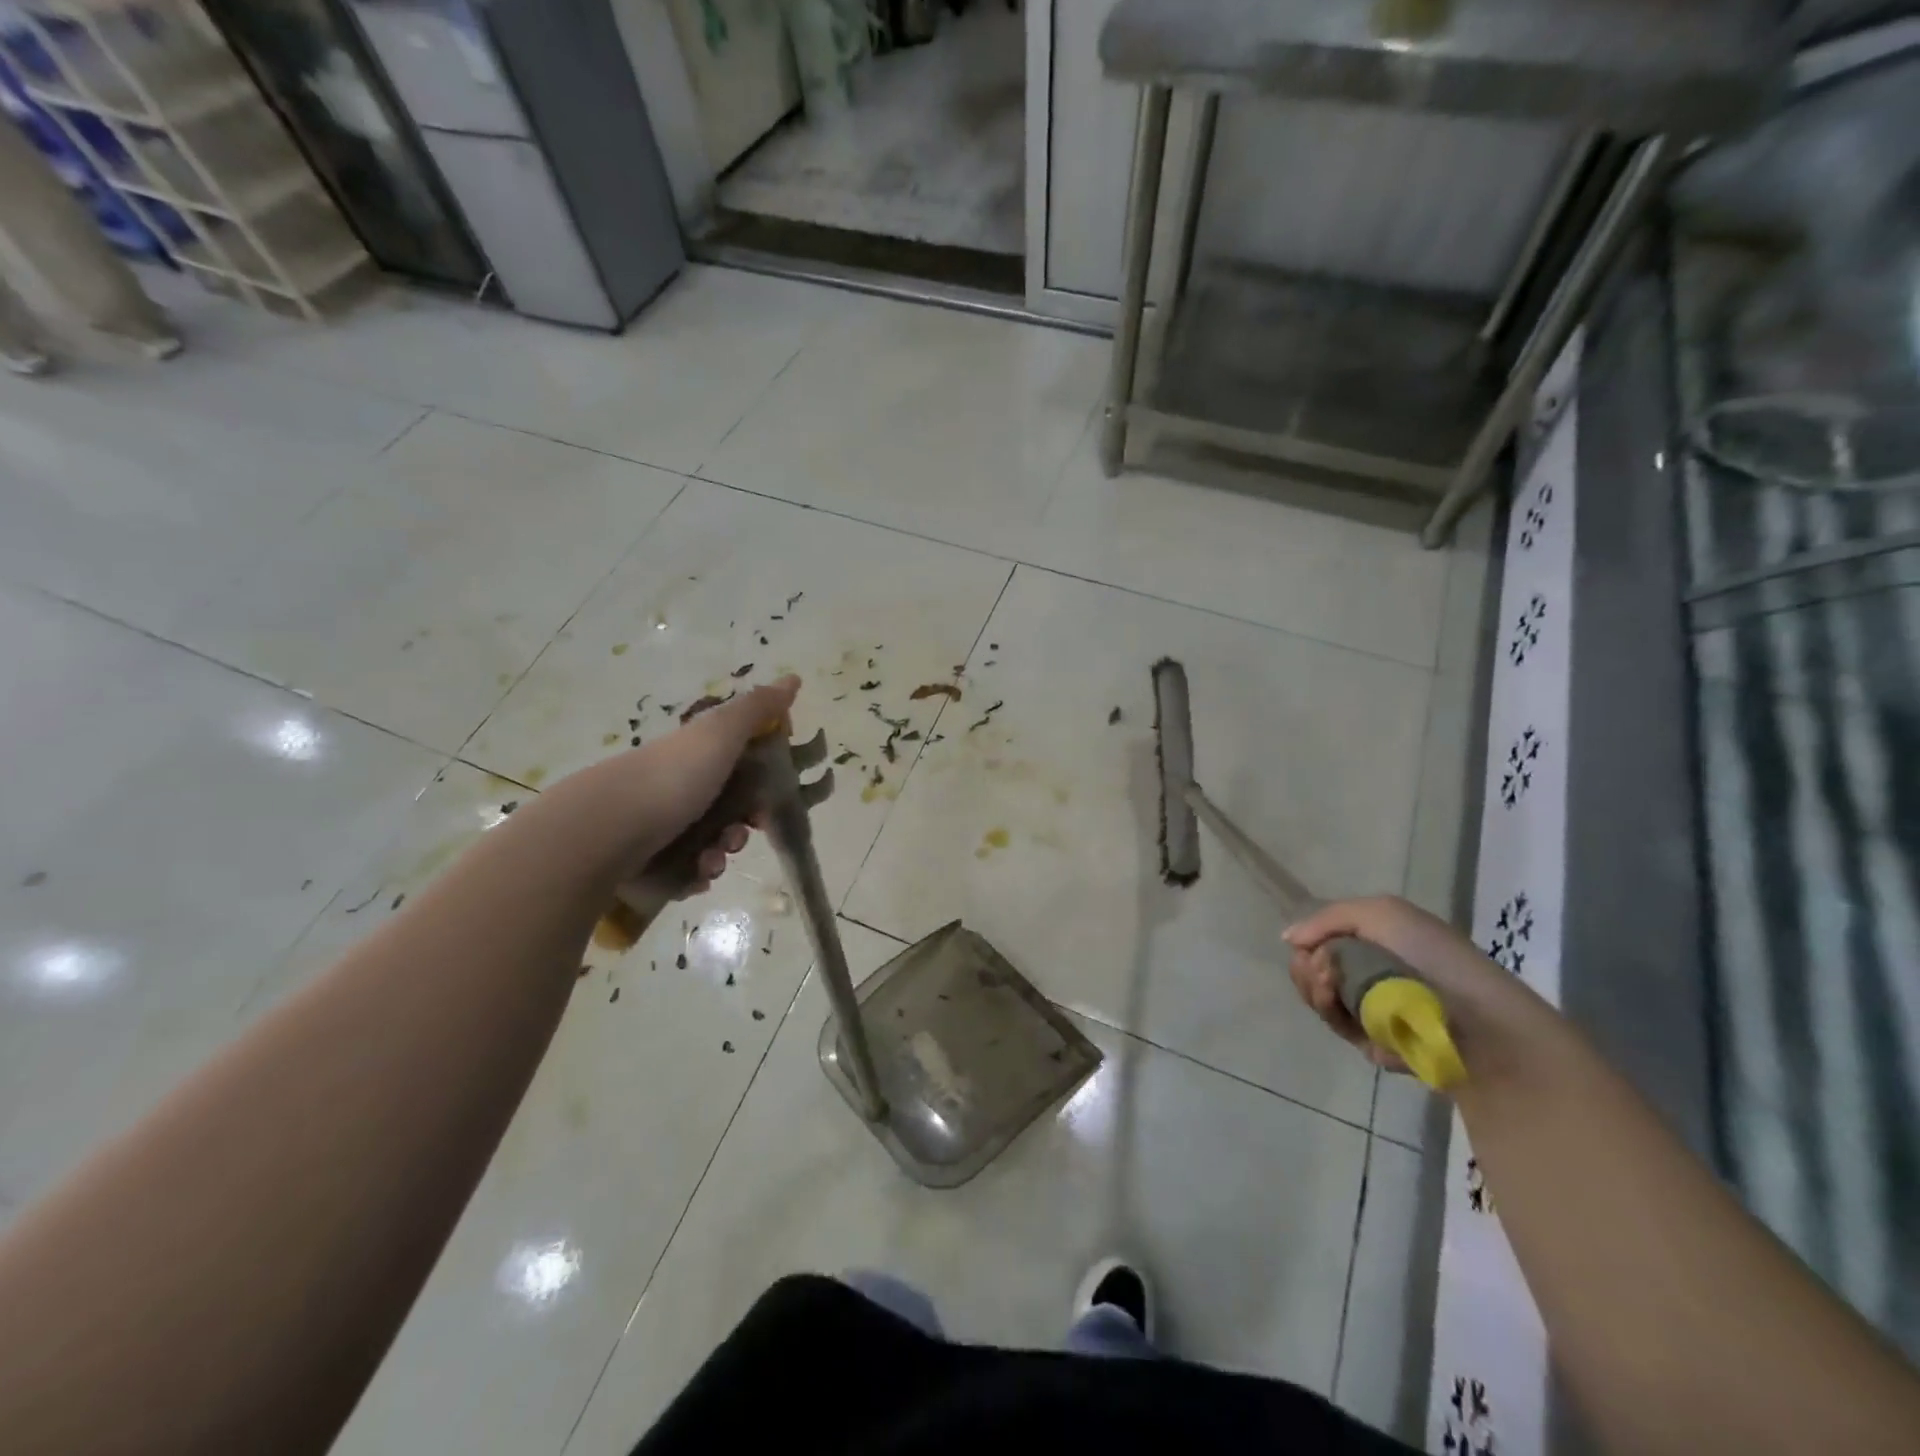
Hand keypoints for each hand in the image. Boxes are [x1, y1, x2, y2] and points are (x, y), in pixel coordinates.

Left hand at [617, 675, 800, 893]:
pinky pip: (687, 871)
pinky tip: (694, 873)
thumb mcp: (721, 733)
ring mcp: (659, 826)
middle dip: (743, 826)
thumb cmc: (672, 778)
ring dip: (722, 853)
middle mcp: (677, 787)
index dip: (762, 782)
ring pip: (709, 843)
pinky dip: (696, 873)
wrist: (606, 831)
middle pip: (727, 809)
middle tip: (742, 832)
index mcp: (694, 756)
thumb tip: (793, 678)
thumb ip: (758, 709)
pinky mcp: (647, 862)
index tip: (771, 796)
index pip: (738, 766)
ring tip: (712, 859)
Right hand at [1282, 895, 1503, 1071]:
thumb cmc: (1432, 956)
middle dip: (1306, 967)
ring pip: (1317, 997)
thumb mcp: (1381, 913)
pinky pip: (1335, 1024)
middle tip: (1319, 968)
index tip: (1310, 947)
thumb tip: (1289, 939)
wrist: (1476, 1020)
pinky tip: (1337, 1004)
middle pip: (1312, 969)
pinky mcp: (1371, 1042)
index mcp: (1376, 942)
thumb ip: (1328, 918)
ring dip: (1313, 988)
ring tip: (1327, 984)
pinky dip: (1329, 1011)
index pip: (1322, 940)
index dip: (1309, 943)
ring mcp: (1369, 1009)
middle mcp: (1369, 973)